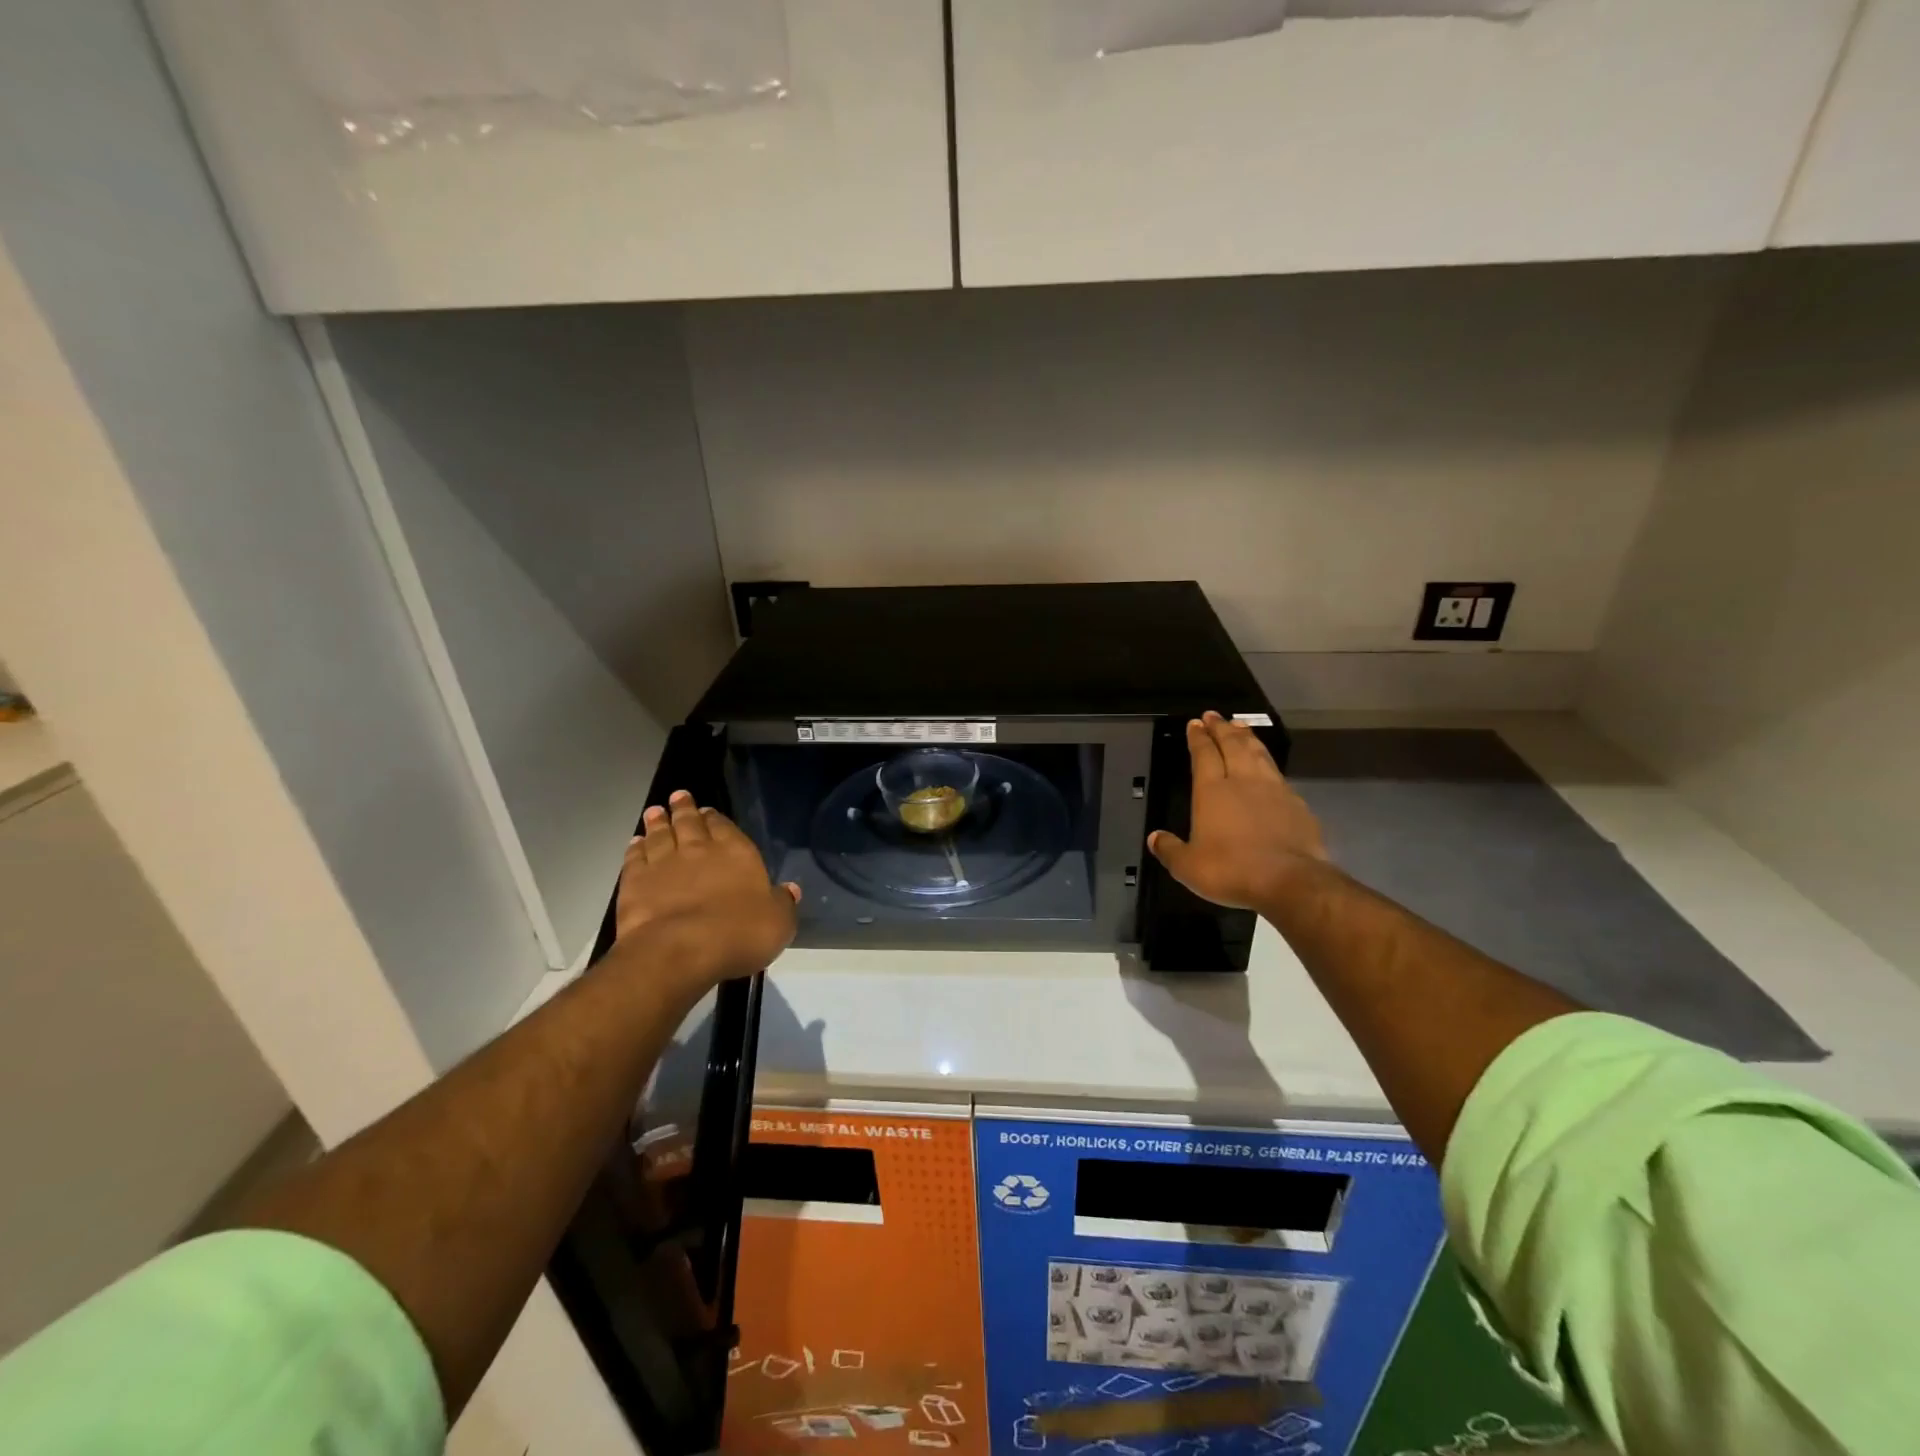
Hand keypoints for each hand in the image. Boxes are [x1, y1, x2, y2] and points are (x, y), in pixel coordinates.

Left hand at [612, 791, 800, 987]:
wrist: (680, 949)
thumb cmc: (739, 934)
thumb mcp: (778, 922)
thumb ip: (783, 903)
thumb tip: (790, 889)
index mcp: (737, 853)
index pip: (725, 827)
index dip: (716, 818)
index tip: (709, 811)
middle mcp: (699, 850)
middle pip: (690, 823)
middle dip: (685, 809)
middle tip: (678, 796)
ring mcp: (664, 863)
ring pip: (660, 835)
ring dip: (658, 822)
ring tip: (655, 812)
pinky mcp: (635, 882)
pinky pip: (635, 858)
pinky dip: (635, 848)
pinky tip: (635, 843)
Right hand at [1148, 712, 1327, 913]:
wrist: (1290, 881)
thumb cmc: (1231, 870)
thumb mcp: (1188, 867)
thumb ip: (1170, 850)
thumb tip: (1154, 838)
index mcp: (1212, 791)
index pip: (1203, 754)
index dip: (1198, 737)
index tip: (1195, 723)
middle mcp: (1243, 781)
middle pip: (1232, 745)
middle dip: (1221, 728)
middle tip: (1214, 715)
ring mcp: (1273, 789)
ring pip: (1258, 753)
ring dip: (1247, 737)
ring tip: (1240, 726)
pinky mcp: (1296, 803)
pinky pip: (1278, 773)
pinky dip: (1268, 762)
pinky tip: (1268, 766)